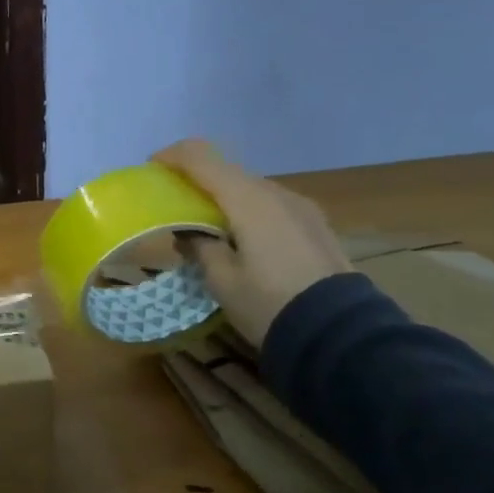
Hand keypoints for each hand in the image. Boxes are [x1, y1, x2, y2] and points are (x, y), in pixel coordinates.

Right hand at [152, 139, 352, 346]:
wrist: (342, 335)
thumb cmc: (270, 303)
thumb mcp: (221, 280)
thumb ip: (199, 246)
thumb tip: (187, 233)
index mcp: (248, 200)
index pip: (201, 157)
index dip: (172, 157)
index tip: (151, 170)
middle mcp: (276, 193)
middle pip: (226, 171)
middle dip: (196, 180)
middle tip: (173, 204)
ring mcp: (301, 208)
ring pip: (250, 188)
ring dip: (222, 197)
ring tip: (205, 227)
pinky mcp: (314, 226)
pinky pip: (270, 205)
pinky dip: (245, 210)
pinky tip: (238, 239)